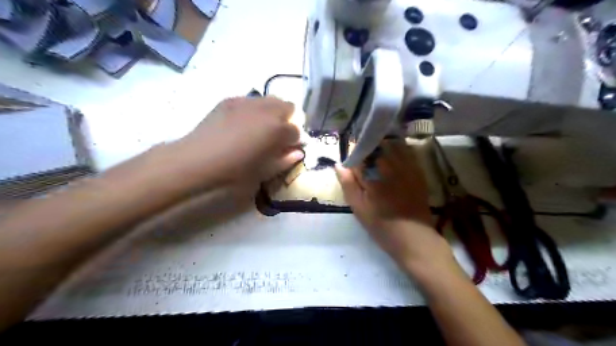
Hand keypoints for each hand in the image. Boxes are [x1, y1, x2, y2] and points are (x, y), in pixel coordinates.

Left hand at [175, 95, 302, 189]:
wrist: (198, 159)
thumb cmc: (234, 170)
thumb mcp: (264, 171)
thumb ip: (285, 160)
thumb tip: (298, 153)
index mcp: (277, 129)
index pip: (296, 130)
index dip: (295, 140)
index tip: (288, 148)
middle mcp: (266, 110)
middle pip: (288, 107)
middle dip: (288, 120)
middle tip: (278, 135)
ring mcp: (247, 101)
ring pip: (271, 100)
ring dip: (273, 112)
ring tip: (261, 127)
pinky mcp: (231, 100)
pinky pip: (251, 100)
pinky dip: (255, 110)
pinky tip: (243, 123)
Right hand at [335, 140, 452, 274]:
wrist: (414, 238)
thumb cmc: (382, 226)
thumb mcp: (359, 208)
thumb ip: (348, 184)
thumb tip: (338, 165)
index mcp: (374, 175)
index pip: (360, 155)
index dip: (354, 157)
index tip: (352, 165)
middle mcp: (391, 166)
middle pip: (376, 147)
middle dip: (368, 151)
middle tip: (365, 164)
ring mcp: (407, 168)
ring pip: (393, 146)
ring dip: (383, 148)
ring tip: (378, 159)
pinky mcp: (418, 172)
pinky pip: (408, 152)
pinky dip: (399, 151)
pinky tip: (394, 161)